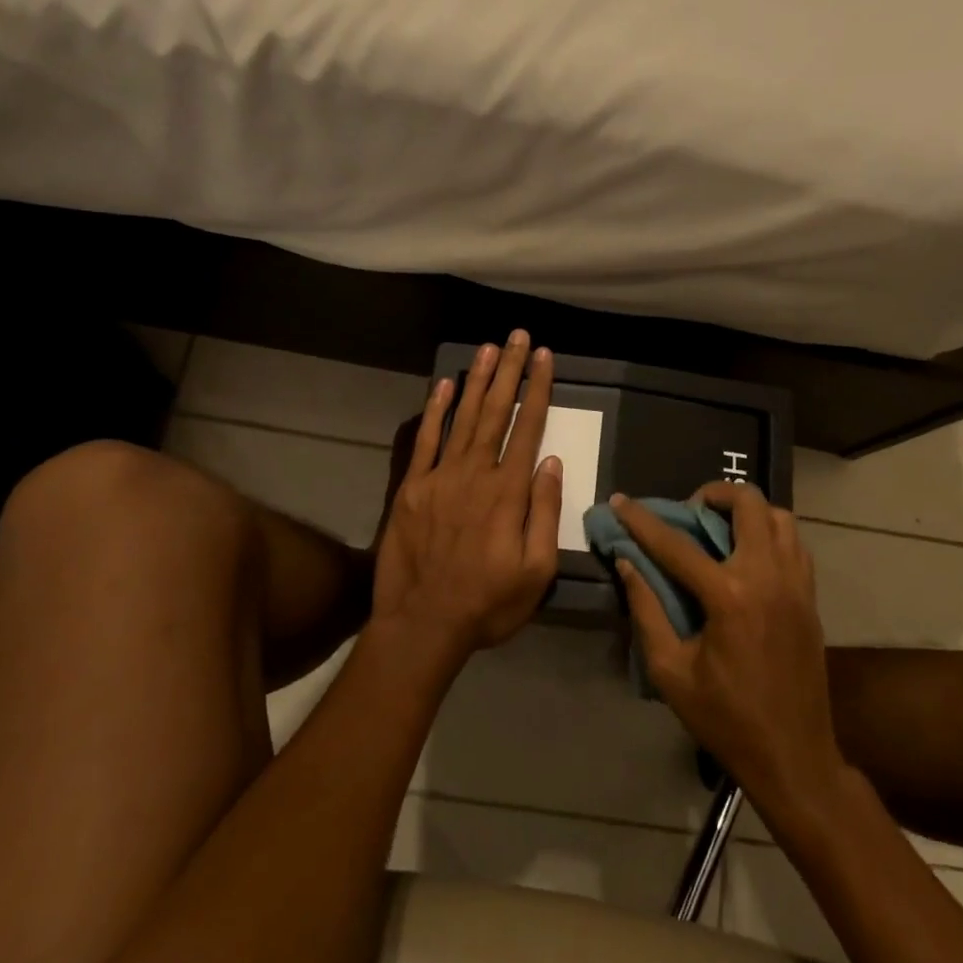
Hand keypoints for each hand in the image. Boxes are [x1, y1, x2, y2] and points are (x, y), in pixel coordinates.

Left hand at [371, 332, 562, 663]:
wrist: (422, 625)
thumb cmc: (488, 603)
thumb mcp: (536, 572)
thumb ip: (545, 512)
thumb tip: (551, 461)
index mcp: (508, 492)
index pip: (528, 428)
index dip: (537, 389)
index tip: (544, 357)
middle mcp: (475, 473)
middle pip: (496, 411)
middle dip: (510, 371)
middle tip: (518, 337)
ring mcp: (440, 477)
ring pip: (463, 417)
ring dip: (477, 380)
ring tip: (489, 348)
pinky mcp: (412, 487)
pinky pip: (425, 440)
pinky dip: (435, 410)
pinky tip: (445, 384)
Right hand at [611, 484, 847, 813]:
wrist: (794, 757)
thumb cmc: (726, 719)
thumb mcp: (671, 672)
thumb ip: (646, 610)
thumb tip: (628, 563)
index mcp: (730, 597)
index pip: (677, 544)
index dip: (642, 520)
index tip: (620, 500)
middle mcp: (768, 577)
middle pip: (748, 503)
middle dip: (713, 494)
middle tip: (690, 512)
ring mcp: (796, 585)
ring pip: (779, 516)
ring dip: (747, 511)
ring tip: (721, 529)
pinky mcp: (810, 597)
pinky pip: (794, 543)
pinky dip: (770, 533)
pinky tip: (749, 556)